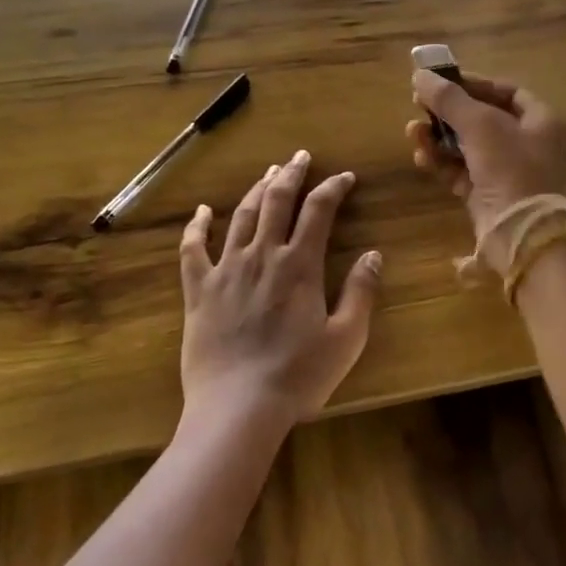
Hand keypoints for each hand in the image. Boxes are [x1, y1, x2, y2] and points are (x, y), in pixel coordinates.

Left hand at [178, 150, 382, 430]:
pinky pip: (193, 249)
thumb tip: (373, 255)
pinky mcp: (198, 290)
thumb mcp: (345, 339)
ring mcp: (226, 269)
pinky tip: (202, 211)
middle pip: (277, 201)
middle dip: (292, 174)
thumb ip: (360, 293)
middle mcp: (262, 256)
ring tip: (267, 173)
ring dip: (256, 190)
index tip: (345, 178)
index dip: (333, 188)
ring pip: (241, 216)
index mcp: (300, 265)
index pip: (319, 210)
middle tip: (300, 158)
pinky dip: (197, 226)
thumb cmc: (298, 376)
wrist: (237, 408)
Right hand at [408, 71, 565, 269]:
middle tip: (419, 105)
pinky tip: (421, 156)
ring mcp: (506, 172)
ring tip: (412, 132)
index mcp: (540, 121)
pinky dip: (441, 162)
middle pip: (482, 118)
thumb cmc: (509, 168)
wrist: (519, 234)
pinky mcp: (487, 195)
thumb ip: (449, 99)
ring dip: (438, 137)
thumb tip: (420, 74)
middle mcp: (526, 144)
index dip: (475, 84)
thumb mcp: (480, 125)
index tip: (444, 81)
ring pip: (467, 146)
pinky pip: (460, 171)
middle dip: (448, 113)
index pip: (507, 92)